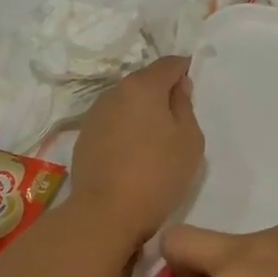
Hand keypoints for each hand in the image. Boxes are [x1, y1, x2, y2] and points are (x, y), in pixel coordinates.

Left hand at [67, 58, 204, 243]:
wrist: (106, 212)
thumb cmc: (158, 174)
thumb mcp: (189, 140)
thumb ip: (185, 106)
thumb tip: (178, 87)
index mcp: (143, 86)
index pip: (169, 64)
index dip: (184, 69)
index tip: (193, 85)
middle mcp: (115, 92)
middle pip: (145, 81)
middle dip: (162, 92)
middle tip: (178, 118)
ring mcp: (95, 113)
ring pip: (126, 101)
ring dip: (141, 111)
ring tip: (155, 138)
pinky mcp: (84, 135)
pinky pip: (112, 121)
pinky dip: (125, 127)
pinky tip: (133, 152)